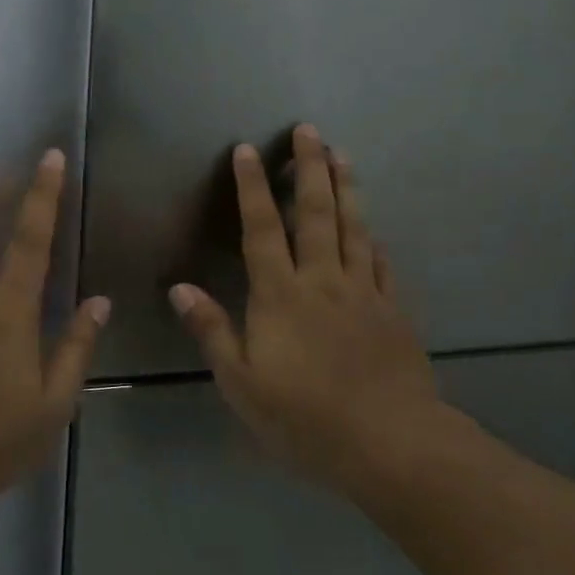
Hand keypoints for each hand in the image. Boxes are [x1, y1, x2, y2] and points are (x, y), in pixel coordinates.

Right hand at [169, 124, 443, 494]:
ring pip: (354, 229)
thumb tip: (179, 288)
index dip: (252, 188)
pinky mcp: (394, 313)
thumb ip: (212, 330)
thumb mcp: (241, 382)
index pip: (262, 229)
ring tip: (343, 155)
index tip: (249, 150)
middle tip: (309, 131)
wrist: (391, 444)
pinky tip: (375, 230)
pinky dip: (375, 241)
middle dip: (309, 168)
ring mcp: (364, 293)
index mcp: (280, 295)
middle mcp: (323, 281)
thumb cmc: (304, 418)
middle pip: (316, 214)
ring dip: (347, 188)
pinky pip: (383, 266)